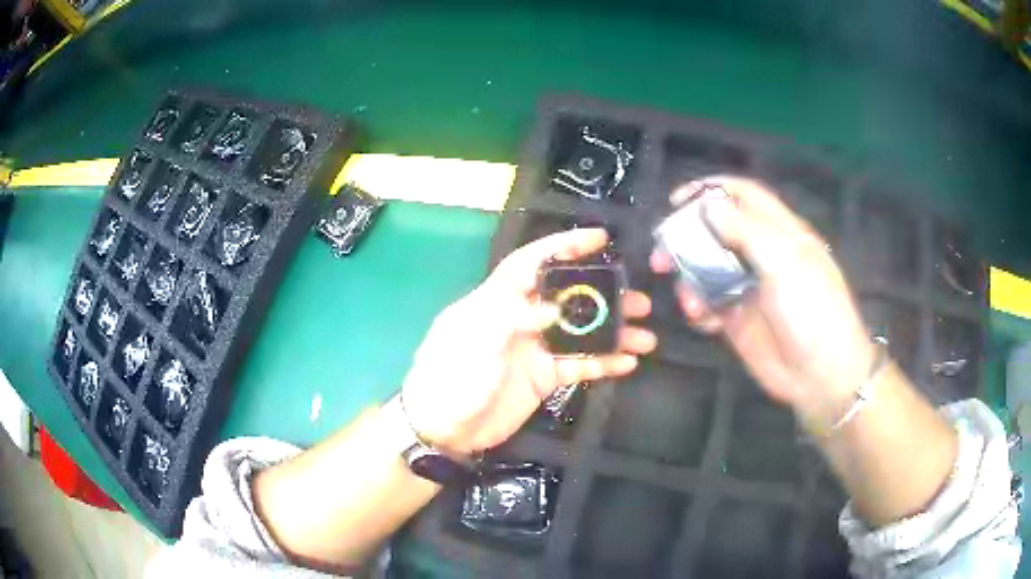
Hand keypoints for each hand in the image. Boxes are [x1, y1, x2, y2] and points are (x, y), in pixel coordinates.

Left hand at [402, 229, 655, 454]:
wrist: (443, 429)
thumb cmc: (449, 378)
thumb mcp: (471, 339)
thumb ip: (510, 316)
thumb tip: (554, 307)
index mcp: (497, 300)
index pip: (532, 263)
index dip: (564, 246)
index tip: (600, 239)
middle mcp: (520, 319)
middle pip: (567, 298)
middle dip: (603, 294)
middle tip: (637, 298)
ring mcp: (534, 349)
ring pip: (580, 333)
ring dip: (612, 332)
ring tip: (645, 334)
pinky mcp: (542, 378)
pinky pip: (578, 366)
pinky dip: (603, 363)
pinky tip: (627, 362)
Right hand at [651, 176, 874, 431]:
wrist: (820, 377)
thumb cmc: (812, 312)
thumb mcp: (785, 263)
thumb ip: (747, 230)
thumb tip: (709, 205)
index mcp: (780, 233)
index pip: (744, 196)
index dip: (711, 190)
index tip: (678, 201)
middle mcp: (762, 255)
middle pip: (717, 231)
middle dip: (688, 237)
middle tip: (662, 252)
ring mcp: (748, 288)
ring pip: (707, 269)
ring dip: (689, 277)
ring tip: (686, 297)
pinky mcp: (737, 319)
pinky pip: (708, 304)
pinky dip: (698, 308)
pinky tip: (702, 319)